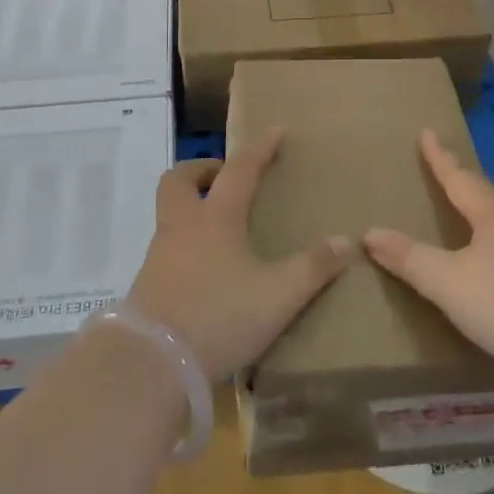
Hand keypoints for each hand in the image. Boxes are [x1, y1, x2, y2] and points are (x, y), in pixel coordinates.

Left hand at [126, 129, 350, 380]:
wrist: (152, 362)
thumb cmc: (219, 315)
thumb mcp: (277, 296)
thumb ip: (312, 268)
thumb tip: (345, 241)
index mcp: (216, 218)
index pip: (240, 169)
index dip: (259, 148)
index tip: (275, 131)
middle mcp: (183, 226)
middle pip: (180, 180)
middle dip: (202, 170)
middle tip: (224, 177)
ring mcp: (159, 254)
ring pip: (169, 212)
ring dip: (190, 206)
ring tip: (217, 225)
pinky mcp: (148, 284)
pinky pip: (166, 247)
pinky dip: (184, 243)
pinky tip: (202, 268)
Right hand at [364, 130, 493, 380]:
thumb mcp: (448, 284)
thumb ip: (409, 259)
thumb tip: (368, 233)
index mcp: (492, 213)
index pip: (459, 176)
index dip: (440, 156)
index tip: (428, 131)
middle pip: (493, 191)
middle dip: (471, 183)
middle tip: (455, 179)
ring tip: (484, 218)